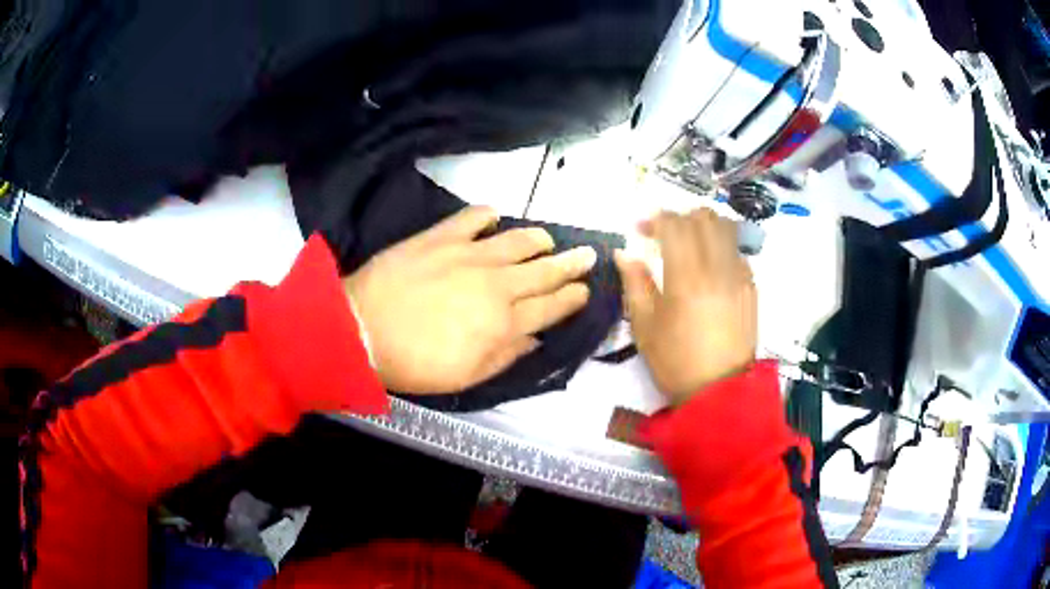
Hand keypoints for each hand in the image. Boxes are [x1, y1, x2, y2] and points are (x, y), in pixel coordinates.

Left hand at [344, 206, 595, 393]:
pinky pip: (473, 217)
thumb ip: (506, 356)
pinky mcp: (441, 236)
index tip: (585, 290)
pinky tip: (495, 217)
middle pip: (545, 270)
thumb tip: (535, 338)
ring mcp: (469, 255)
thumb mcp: (466, 377)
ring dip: (539, 239)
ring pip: (519, 240)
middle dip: (572, 263)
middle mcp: (497, 284)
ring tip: (548, 239)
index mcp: (504, 323)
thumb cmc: (413, 362)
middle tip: (588, 255)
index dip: (572, 298)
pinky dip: (488, 215)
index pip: (551, 307)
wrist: (360, 330)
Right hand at [615, 209, 756, 404]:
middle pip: (705, 218)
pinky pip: (738, 252)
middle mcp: (717, 267)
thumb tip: (625, 253)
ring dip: (705, 226)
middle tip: (666, 233)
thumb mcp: (645, 326)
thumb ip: (635, 283)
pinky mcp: (752, 288)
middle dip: (682, 217)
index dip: (655, 219)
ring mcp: (740, 276)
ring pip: (727, 229)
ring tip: (691, 243)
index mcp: (686, 276)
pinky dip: (722, 248)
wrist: (720, 392)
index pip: (675, 225)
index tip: (641, 228)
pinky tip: (711, 268)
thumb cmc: (676, 361)